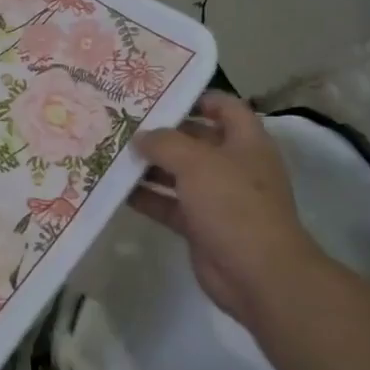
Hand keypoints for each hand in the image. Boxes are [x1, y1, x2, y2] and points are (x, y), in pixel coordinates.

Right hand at [128, 93, 328, 330]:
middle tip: (123, 122)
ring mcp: (217, 198)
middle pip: (196, 139)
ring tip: (112, 152)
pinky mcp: (201, 226)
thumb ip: (165, 143)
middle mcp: (233, 165)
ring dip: (149, 166)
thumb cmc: (233, 204)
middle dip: (163, 132)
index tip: (159, 94)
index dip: (196, 97)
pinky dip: (147, 198)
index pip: (224, 107)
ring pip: (179, 174)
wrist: (258, 274)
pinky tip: (116, 190)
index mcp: (246, 142)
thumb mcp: (196, 162)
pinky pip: (169, 204)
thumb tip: (141, 137)